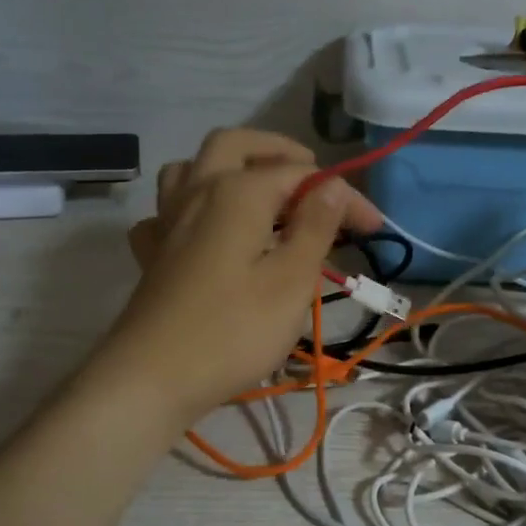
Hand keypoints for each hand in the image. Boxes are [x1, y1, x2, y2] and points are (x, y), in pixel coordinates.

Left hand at [97, 129, 383, 425]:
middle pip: (235, 146)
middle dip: (278, 152)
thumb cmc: (233, 331)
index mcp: (237, 193)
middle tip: (311, 177)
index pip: (302, 176)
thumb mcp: (291, 281)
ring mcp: (167, 222)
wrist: (152, 379)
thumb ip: (315, 227)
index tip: (373, 228)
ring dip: (229, 169)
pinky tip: (207, 234)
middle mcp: (198, 192)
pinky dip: (192, 209)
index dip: (343, 196)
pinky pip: (168, 212)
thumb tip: (333, 186)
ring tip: (260, 194)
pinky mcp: (153, 254)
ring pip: (192, 168)